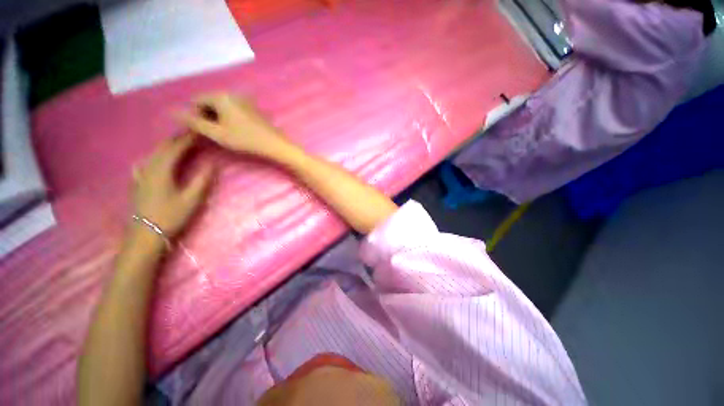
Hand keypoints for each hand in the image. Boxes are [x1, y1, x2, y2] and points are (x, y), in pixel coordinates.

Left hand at [132, 134, 213, 239]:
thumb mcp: (191, 199)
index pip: (175, 148)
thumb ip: (202, 181)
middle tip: (191, 135)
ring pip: (153, 154)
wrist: (145, 234)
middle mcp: (149, 168)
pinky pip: (145, 163)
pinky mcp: (138, 183)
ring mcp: (141, 175)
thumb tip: (212, 165)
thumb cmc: (170, 216)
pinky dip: (154, 157)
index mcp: (161, 170)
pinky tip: (152, 160)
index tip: (199, 132)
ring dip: (167, 147)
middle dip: (177, 139)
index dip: (187, 139)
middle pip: (162, 148)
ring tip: (178, 145)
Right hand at [180, 94, 292, 158]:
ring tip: (227, 134)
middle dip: (207, 116)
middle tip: (216, 134)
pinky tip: (237, 131)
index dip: (195, 117)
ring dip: (218, 118)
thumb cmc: (245, 140)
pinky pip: (234, 109)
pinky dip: (230, 118)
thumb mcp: (216, 133)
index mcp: (221, 95)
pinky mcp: (253, 107)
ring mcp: (245, 99)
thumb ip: (193, 122)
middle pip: (210, 102)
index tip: (204, 132)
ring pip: (222, 106)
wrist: (274, 145)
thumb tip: (171, 111)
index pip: (196, 101)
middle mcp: (232, 93)